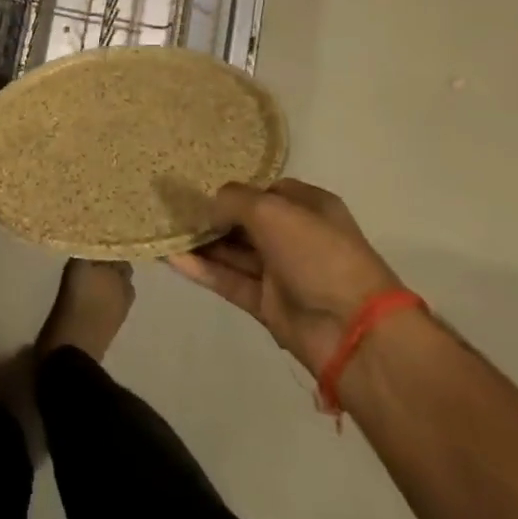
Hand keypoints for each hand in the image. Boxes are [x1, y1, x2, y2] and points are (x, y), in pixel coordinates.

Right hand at [167, 179, 399, 373]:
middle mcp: (296, 237)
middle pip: (246, 222)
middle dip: (213, 216)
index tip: (200, 188)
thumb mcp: (271, 210)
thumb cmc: (318, 254)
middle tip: (172, 209)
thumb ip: (233, 200)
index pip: (267, 190)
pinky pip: (229, 281)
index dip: (236, 190)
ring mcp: (282, 273)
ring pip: (234, 253)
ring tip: (164, 230)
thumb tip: (209, 208)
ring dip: (202, 243)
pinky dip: (203, 270)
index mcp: (309, 207)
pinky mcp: (268, 304)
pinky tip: (171, 257)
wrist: (353, 331)